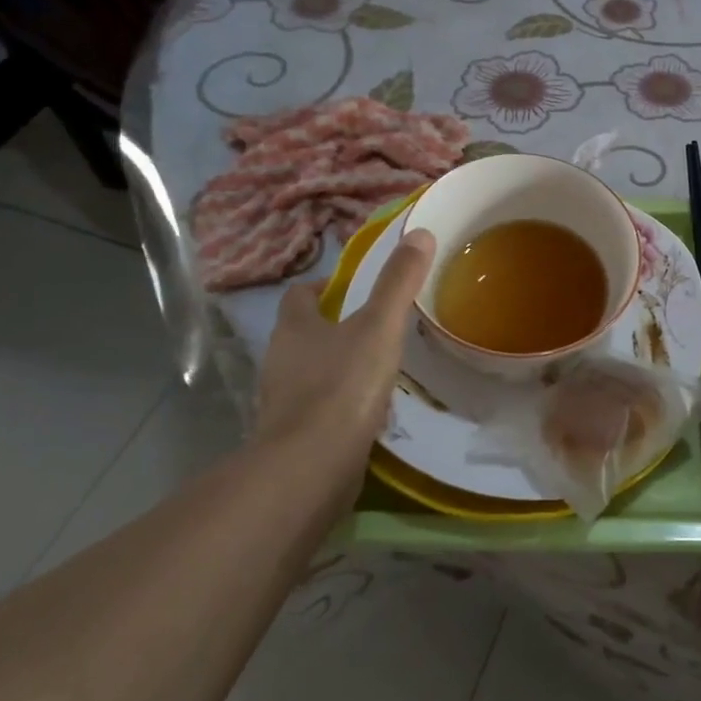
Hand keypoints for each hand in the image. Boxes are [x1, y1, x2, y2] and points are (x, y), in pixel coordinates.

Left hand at [250, 228, 435, 496]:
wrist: (310, 467)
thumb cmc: (343, 385)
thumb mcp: (379, 327)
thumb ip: (398, 282)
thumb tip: (420, 233)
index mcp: (294, 327)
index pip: (301, 294)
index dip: (325, 287)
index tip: (354, 288)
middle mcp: (280, 359)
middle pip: (304, 333)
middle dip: (333, 327)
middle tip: (375, 326)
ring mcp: (283, 400)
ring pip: (310, 371)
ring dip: (336, 366)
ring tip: (378, 367)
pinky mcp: (293, 435)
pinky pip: (318, 407)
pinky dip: (339, 403)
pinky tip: (368, 411)